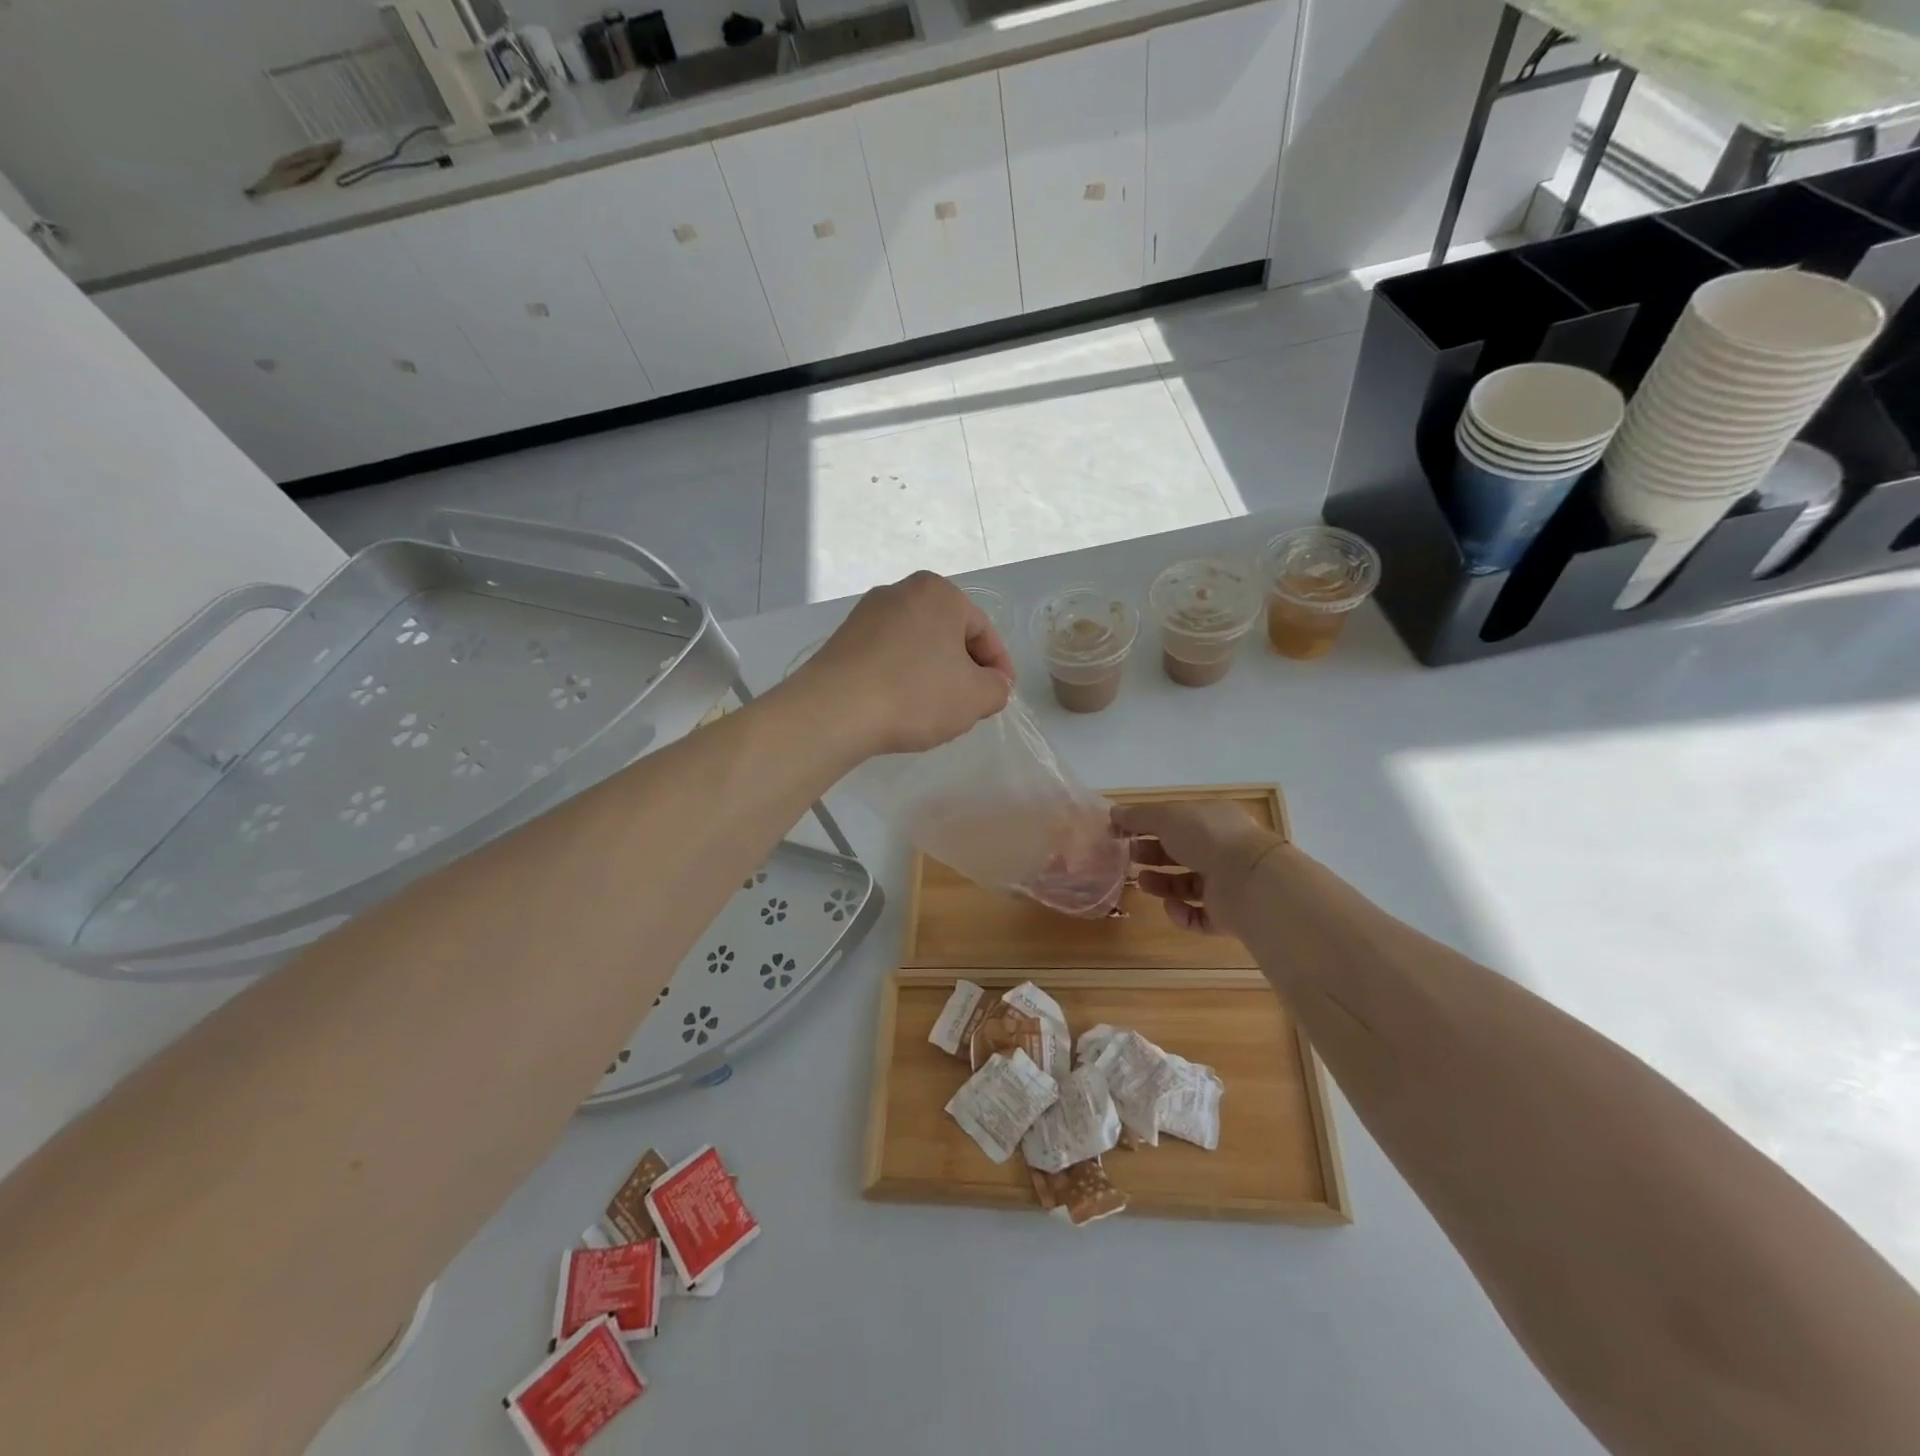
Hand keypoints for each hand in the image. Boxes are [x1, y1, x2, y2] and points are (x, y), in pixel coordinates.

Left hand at [791, 572, 1013, 758]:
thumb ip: (997, 688)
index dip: (999, 667)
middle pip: (947, 635)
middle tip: (971, 705)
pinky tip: (901, 708)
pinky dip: (901, 679)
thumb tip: (992, 684)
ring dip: (932, 675)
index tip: (1001, 697)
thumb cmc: (915, 694)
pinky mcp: (842, 641)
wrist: (833, 710)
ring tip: (935, 711)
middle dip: (964, 670)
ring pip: (916, 647)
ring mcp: (866, 615)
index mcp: (938, 592)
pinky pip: (887, 658)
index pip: (983, 630)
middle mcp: (900, 592)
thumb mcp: (976, 697)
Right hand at [1113, 800, 1285, 936]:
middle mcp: (1223, 849)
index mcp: (1213, 820)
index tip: (1122, 832)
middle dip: (1153, 854)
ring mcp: (1228, 882)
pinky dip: (1182, 913)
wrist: (1250, 881)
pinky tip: (1170, 907)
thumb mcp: (1166, 817)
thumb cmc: (1207, 838)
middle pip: (1181, 852)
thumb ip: (1138, 816)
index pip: (1178, 821)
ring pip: (1188, 884)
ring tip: (1142, 883)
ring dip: (1163, 884)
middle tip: (1128, 857)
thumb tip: (1114, 814)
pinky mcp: (1228, 913)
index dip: (1149, 825)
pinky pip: (1199, 915)